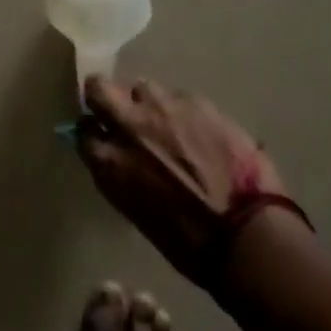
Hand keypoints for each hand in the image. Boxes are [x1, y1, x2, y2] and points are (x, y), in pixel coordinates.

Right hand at [77, 75, 287, 285]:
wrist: (247, 233)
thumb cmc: (189, 243)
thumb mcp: (138, 212)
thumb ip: (121, 174)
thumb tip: (117, 158)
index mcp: (111, 162)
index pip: (83, 130)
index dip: (93, 130)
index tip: (101, 135)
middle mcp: (129, 125)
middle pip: (98, 88)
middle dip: (103, 95)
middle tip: (120, 110)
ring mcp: (162, 107)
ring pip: (143, 87)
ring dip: (149, 103)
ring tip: (168, 123)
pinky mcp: (194, 100)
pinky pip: (179, 97)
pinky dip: (183, 111)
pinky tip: (200, 131)